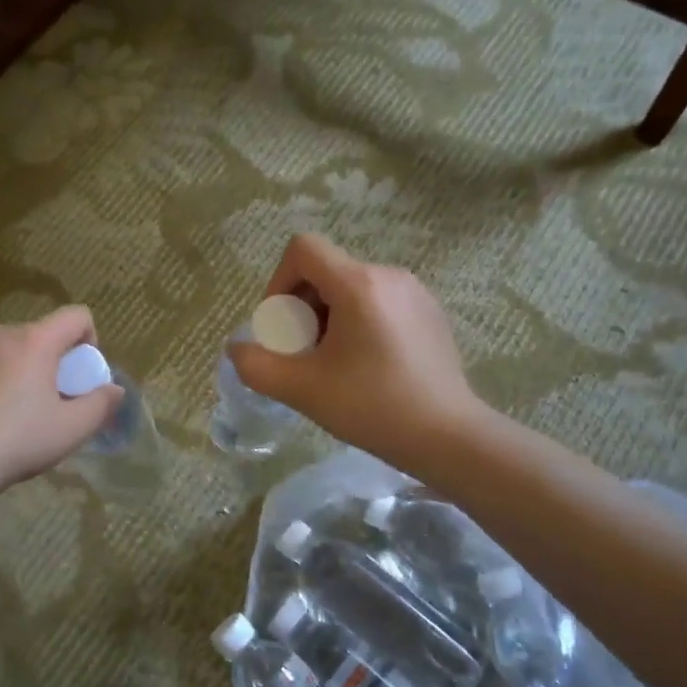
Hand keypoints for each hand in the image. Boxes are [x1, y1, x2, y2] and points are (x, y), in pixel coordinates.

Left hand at [0, 306, 124, 494]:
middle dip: (58, 361)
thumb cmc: (20, 438)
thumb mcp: (73, 427)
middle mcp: (4, 334)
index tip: (84, 376)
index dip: (91, 340)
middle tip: (58, 401)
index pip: (76, 316)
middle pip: (45, 334)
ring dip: (30, 371)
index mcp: (35, 339)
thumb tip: (115, 390)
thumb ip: (101, 404)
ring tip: (27, 412)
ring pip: (17, 350)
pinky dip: (4, 381)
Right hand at [229, 234, 478, 471]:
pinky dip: (359, 323)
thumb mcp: (302, 389)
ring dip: (328, 318)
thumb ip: (256, 365)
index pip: (303, 249)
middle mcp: (389, 275)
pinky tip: (366, 367)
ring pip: (352, 288)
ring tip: (332, 363)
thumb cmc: (372, 406)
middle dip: (302, 307)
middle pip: (326, 271)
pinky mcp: (431, 313)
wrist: (448, 436)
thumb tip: (238, 349)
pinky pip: (380, 302)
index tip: (281, 326)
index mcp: (358, 284)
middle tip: (302, 354)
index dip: (278, 282)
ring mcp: (415, 293)